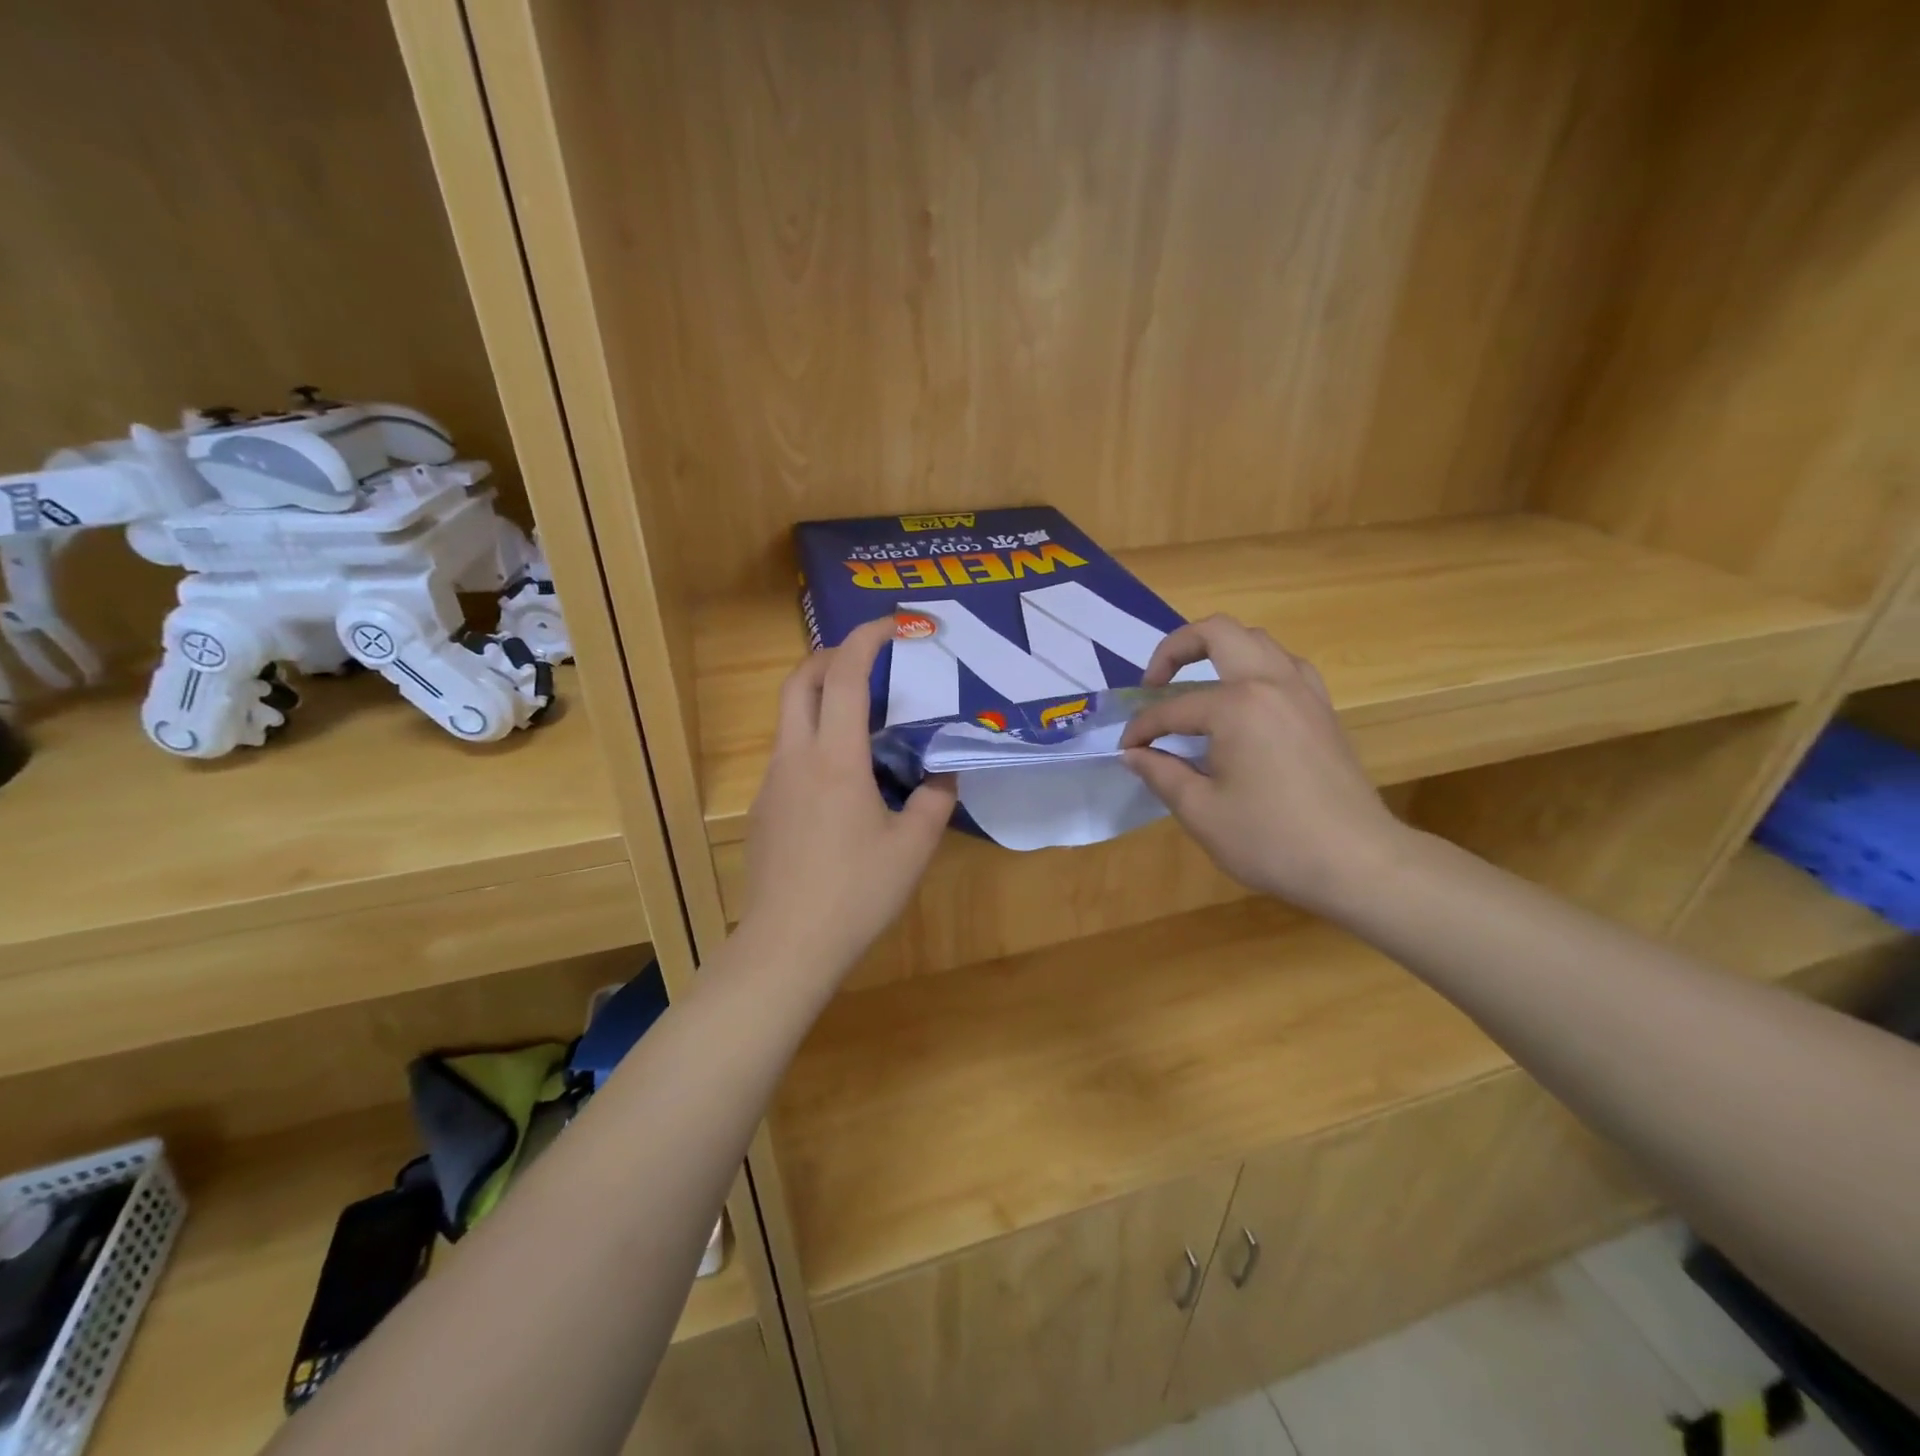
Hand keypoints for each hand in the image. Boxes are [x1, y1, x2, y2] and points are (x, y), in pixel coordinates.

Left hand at [740, 617, 956, 978]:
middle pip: (800, 681)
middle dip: (832, 655)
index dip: (866, 639)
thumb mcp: (913, 848)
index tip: (893, 625)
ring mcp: (773, 783)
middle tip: (870, 659)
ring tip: (866, 721)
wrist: (787, 945)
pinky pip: (789, 755)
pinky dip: (815, 740)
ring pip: (790, 718)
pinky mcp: (763, 809)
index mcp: (836, 758)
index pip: (844, 675)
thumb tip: (943, 775)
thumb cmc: (856, 892)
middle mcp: (796, 758)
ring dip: (822, 699)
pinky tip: (844, 781)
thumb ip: (935, 801)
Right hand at [1120, 615, 1407, 914]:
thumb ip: (1161, 774)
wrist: (1357, 862)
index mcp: (1237, 706)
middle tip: (1154, 683)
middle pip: (1218, 633)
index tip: (1126, 750)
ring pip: (1257, 642)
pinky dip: (1255, 669)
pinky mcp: (1322, 709)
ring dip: (1219, 652)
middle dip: (1175, 649)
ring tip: (1196, 685)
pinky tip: (1245, 700)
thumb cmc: (1271, 839)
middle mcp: (1272, 683)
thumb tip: (1134, 754)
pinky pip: (1285, 666)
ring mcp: (1304, 692)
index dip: (1142, 729)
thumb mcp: (1201, 812)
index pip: (1173, 708)